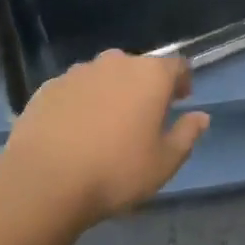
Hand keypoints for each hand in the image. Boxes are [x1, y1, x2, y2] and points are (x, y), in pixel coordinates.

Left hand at [1, 50, 208, 227]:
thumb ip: (187, 135)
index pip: (176, 65)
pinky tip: (73, 131)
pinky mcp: (48, 87)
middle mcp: (116, 62)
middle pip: (138, 68)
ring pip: (104, 76)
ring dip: (110, 93)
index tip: (180, 101)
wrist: (43, 181)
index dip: (181, 81)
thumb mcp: (164, 163)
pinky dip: (80, 103)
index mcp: (150, 75)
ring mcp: (79, 72)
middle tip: (142, 118)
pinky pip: (74, 90)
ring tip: (105, 126)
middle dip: (143, 87)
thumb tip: (201, 117)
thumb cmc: (115, 171)